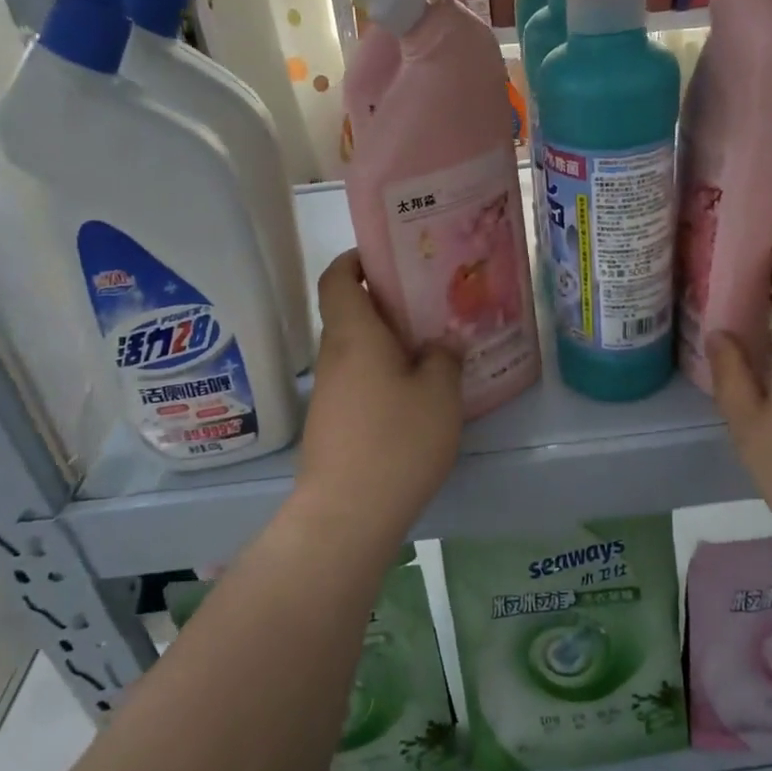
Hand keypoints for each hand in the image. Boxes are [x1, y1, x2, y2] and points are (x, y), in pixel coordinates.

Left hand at [295, 251, 462, 539]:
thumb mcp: (439, 394)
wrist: (348, 513)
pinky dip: (381, 376)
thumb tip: (440, 343)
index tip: (385, 257)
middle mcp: (334, 357)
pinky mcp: (331, 424)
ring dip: (386, 344)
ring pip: (356, 352)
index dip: (355, 260)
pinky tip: (414, 396)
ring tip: (430, 351)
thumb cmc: (397, 441)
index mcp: (354, 335)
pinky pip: (357, 382)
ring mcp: (328, 393)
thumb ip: (443, 358)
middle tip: (428, 306)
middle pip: (349, 314)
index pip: (337, 279)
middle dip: (384, 304)